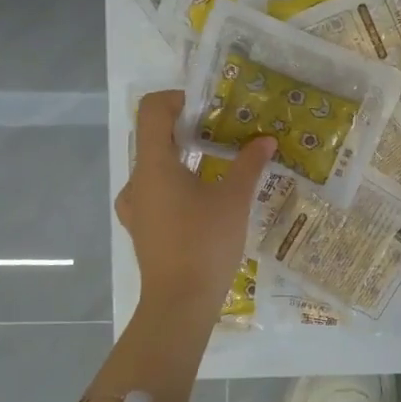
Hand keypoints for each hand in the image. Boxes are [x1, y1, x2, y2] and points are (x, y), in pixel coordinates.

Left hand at [116, 90, 277, 313]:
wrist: (179, 303)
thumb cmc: (205, 243)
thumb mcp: (234, 200)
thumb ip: (249, 165)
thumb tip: (265, 140)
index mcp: (154, 165)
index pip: (152, 110)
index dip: (177, 98)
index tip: (207, 106)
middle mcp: (137, 180)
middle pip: (154, 137)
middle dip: (188, 128)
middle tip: (222, 134)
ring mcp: (135, 206)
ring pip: (155, 166)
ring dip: (182, 157)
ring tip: (216, 166)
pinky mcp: (142, 227)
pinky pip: (155, 191)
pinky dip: (176, 183)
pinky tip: (202, 199)